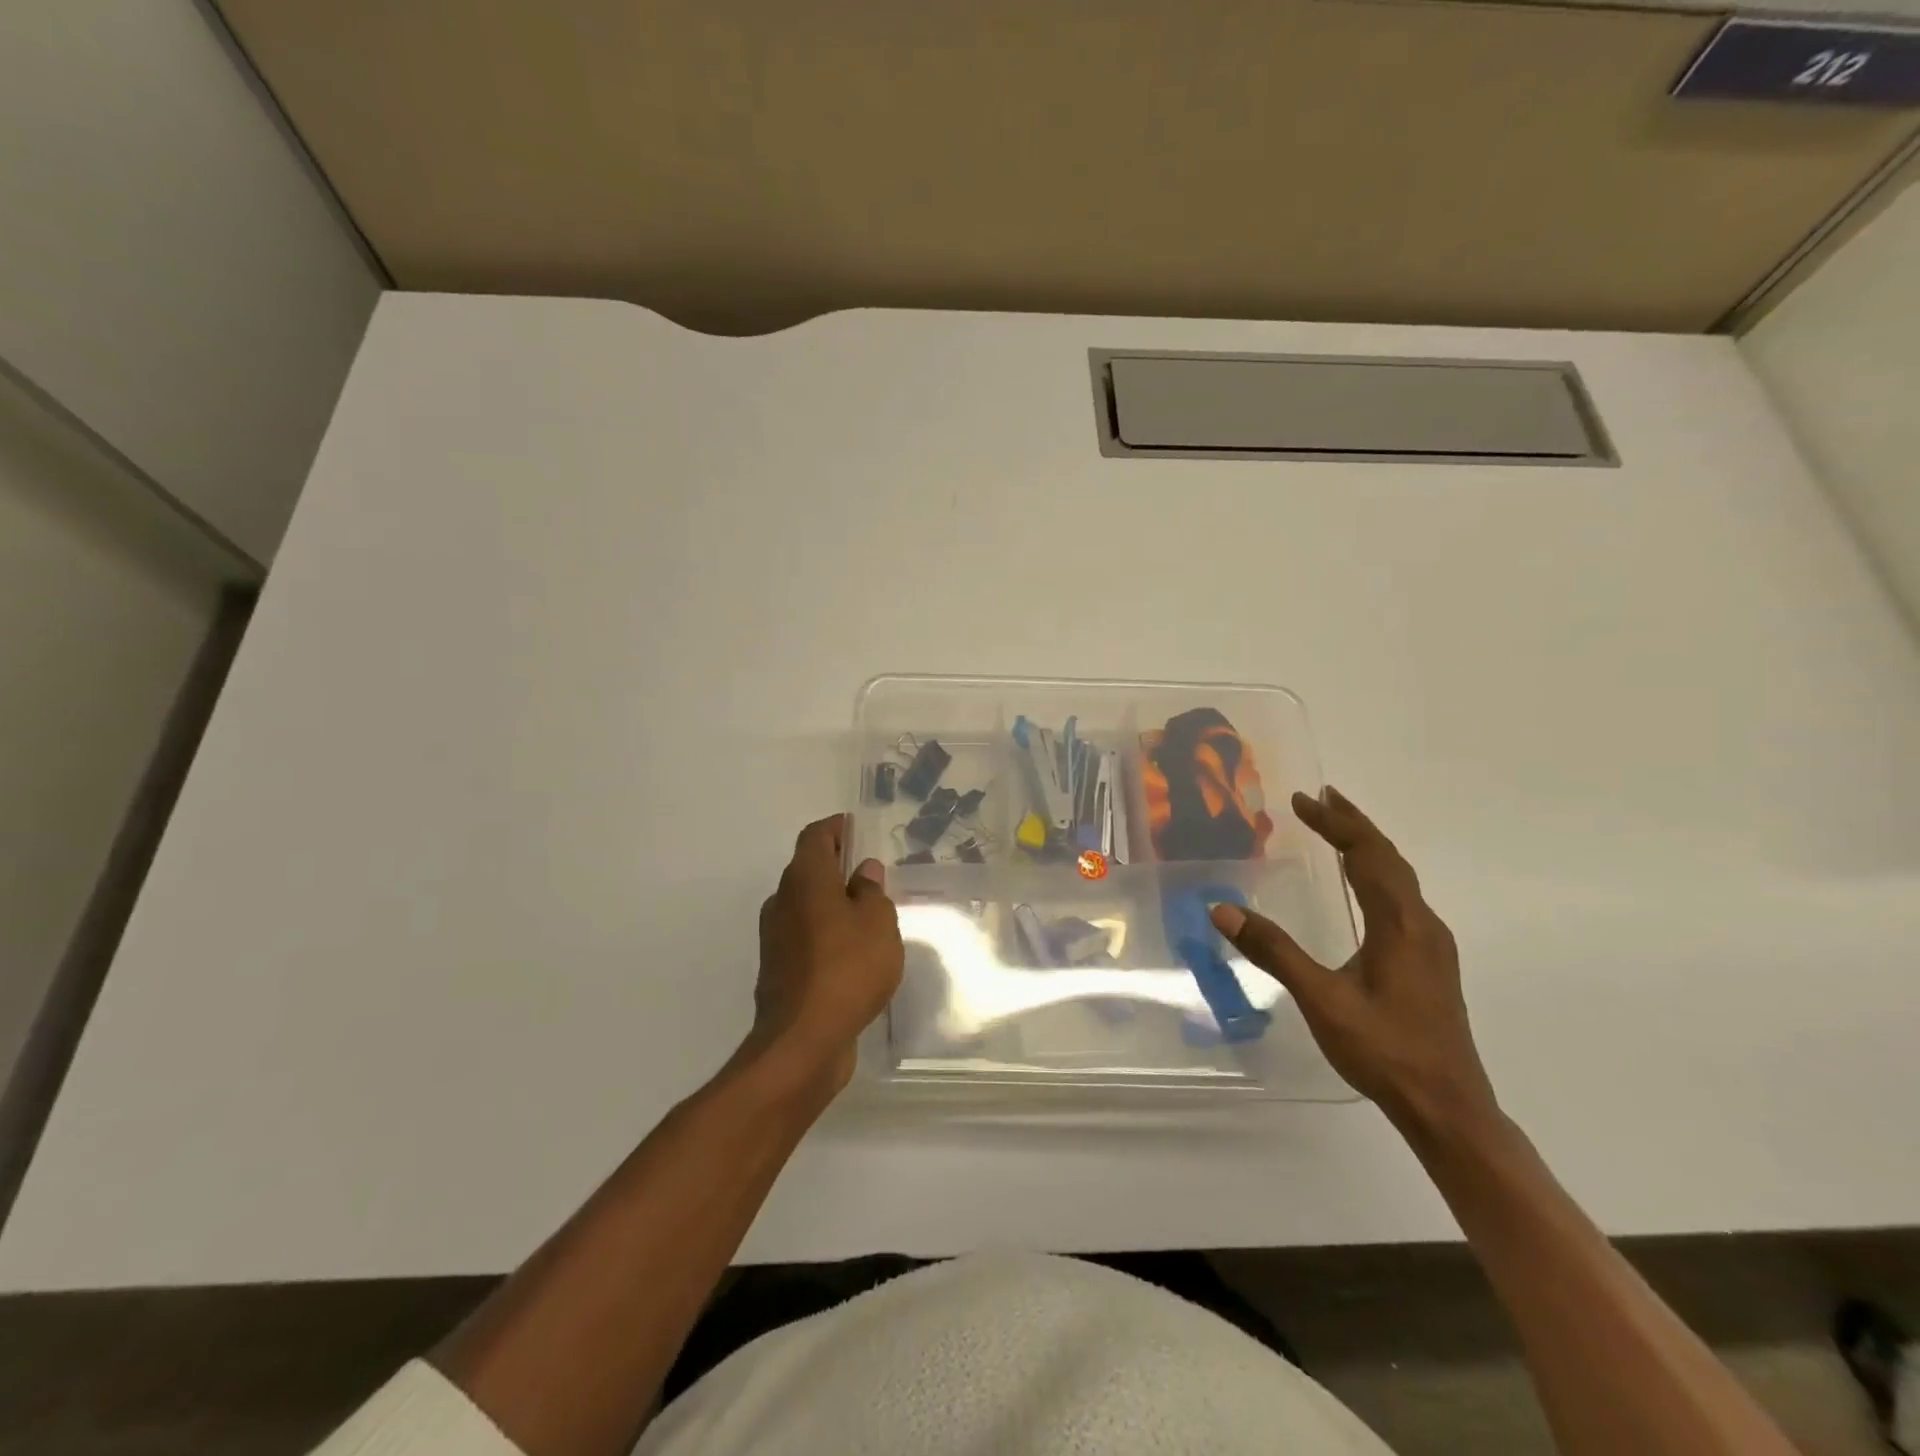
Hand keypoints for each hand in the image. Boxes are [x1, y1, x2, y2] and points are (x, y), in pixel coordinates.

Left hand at [746, 815, 902, 1093]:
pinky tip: (853, 953)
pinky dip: (826, 934)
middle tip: (871, 873)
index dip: (836, 828)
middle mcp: (783, 901)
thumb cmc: (848, 968)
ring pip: (806, 906)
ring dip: (832, 904)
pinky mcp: (779, 970)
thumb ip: (872, 892)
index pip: (815, 836)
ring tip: (868, 914)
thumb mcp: (878, 923)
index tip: (857, 829)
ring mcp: (776, 938)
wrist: (803, 1041)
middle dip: (837, 866)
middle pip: (808, 870)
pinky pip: (806, 937)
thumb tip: (862, 871)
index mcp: (805, 879)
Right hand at [1209, 788, 1498, 1141]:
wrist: (1448, 1109)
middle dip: (1354, 824)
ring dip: (1368, 847)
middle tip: (1321, 799)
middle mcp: (1422, 925)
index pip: (1368, 855)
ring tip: (1338, 829)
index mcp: (1401, 924)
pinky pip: (1401, 898)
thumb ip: (1274, 951)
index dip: (1335, 823)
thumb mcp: (1322, 1000)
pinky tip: (1362, 887)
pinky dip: (1376, 874)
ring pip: (1399, 878)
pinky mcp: (1429, 963)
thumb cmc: (1385, 1051)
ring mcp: (1431, 945)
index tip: (1302, 800)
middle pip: (1389, 858)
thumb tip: (1223, 909)